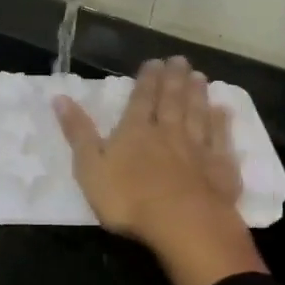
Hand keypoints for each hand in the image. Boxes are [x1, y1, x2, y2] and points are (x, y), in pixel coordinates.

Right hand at [54, 57, 265, 284]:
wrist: (183, 224)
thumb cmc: (129, 199)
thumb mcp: (90, 168)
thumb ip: (78, 132)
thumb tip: (60, 97)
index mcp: (135, 131)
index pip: (141, 99)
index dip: (146, 80)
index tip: (154, 62)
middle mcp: (168, 132)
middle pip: (171, 100)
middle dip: (173, 79)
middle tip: (179, 59)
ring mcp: (198, 149)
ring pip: (198, 114)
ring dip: (197, 94)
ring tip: (199, 76)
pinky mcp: (220, 168)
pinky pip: (221, 139)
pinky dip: (222, 123)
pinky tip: (224, 111)